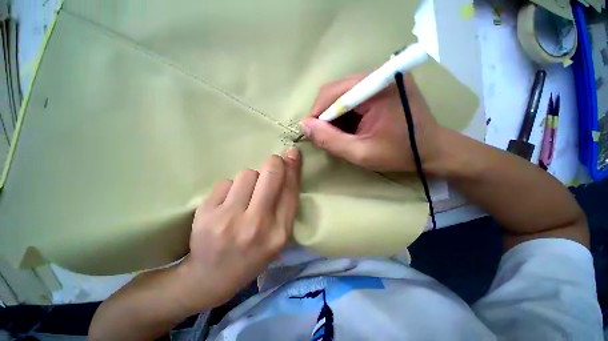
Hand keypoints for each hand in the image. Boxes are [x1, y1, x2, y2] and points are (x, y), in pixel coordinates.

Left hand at [180, 148, 300, 309]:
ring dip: (250, 179)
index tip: (292, 152)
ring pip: (247, 174)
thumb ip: (285, 205)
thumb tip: (288, 169)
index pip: (290, 190)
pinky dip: (230, 188)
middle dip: (273, 163)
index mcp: (279, 233)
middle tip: (272, 164)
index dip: (292, 168)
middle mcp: (256, 225)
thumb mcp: (277, 236)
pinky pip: (226, 182)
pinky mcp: (206, 213)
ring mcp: (229, 219)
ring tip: (245, 195)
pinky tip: (226, 204)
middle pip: (270, 175)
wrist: (210, 277)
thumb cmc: (252, 255)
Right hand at [301, 73, 440, 171]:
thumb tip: (304, 125)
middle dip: (326, 115)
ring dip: (335, 115)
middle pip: (336, 91)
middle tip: (327, 136)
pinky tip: (351, 127)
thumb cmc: (398, 153)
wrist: (432, 150)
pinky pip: (353, 96)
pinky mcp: (383, 84)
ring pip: (342, 94)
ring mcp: (381, 78)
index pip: (332, 93)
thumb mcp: (360, 153)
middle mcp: (378, 75)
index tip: (314, 134)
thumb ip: (330, 140)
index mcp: (376, 87)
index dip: (317, 114)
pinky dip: (346, 113)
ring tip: (340, 134)